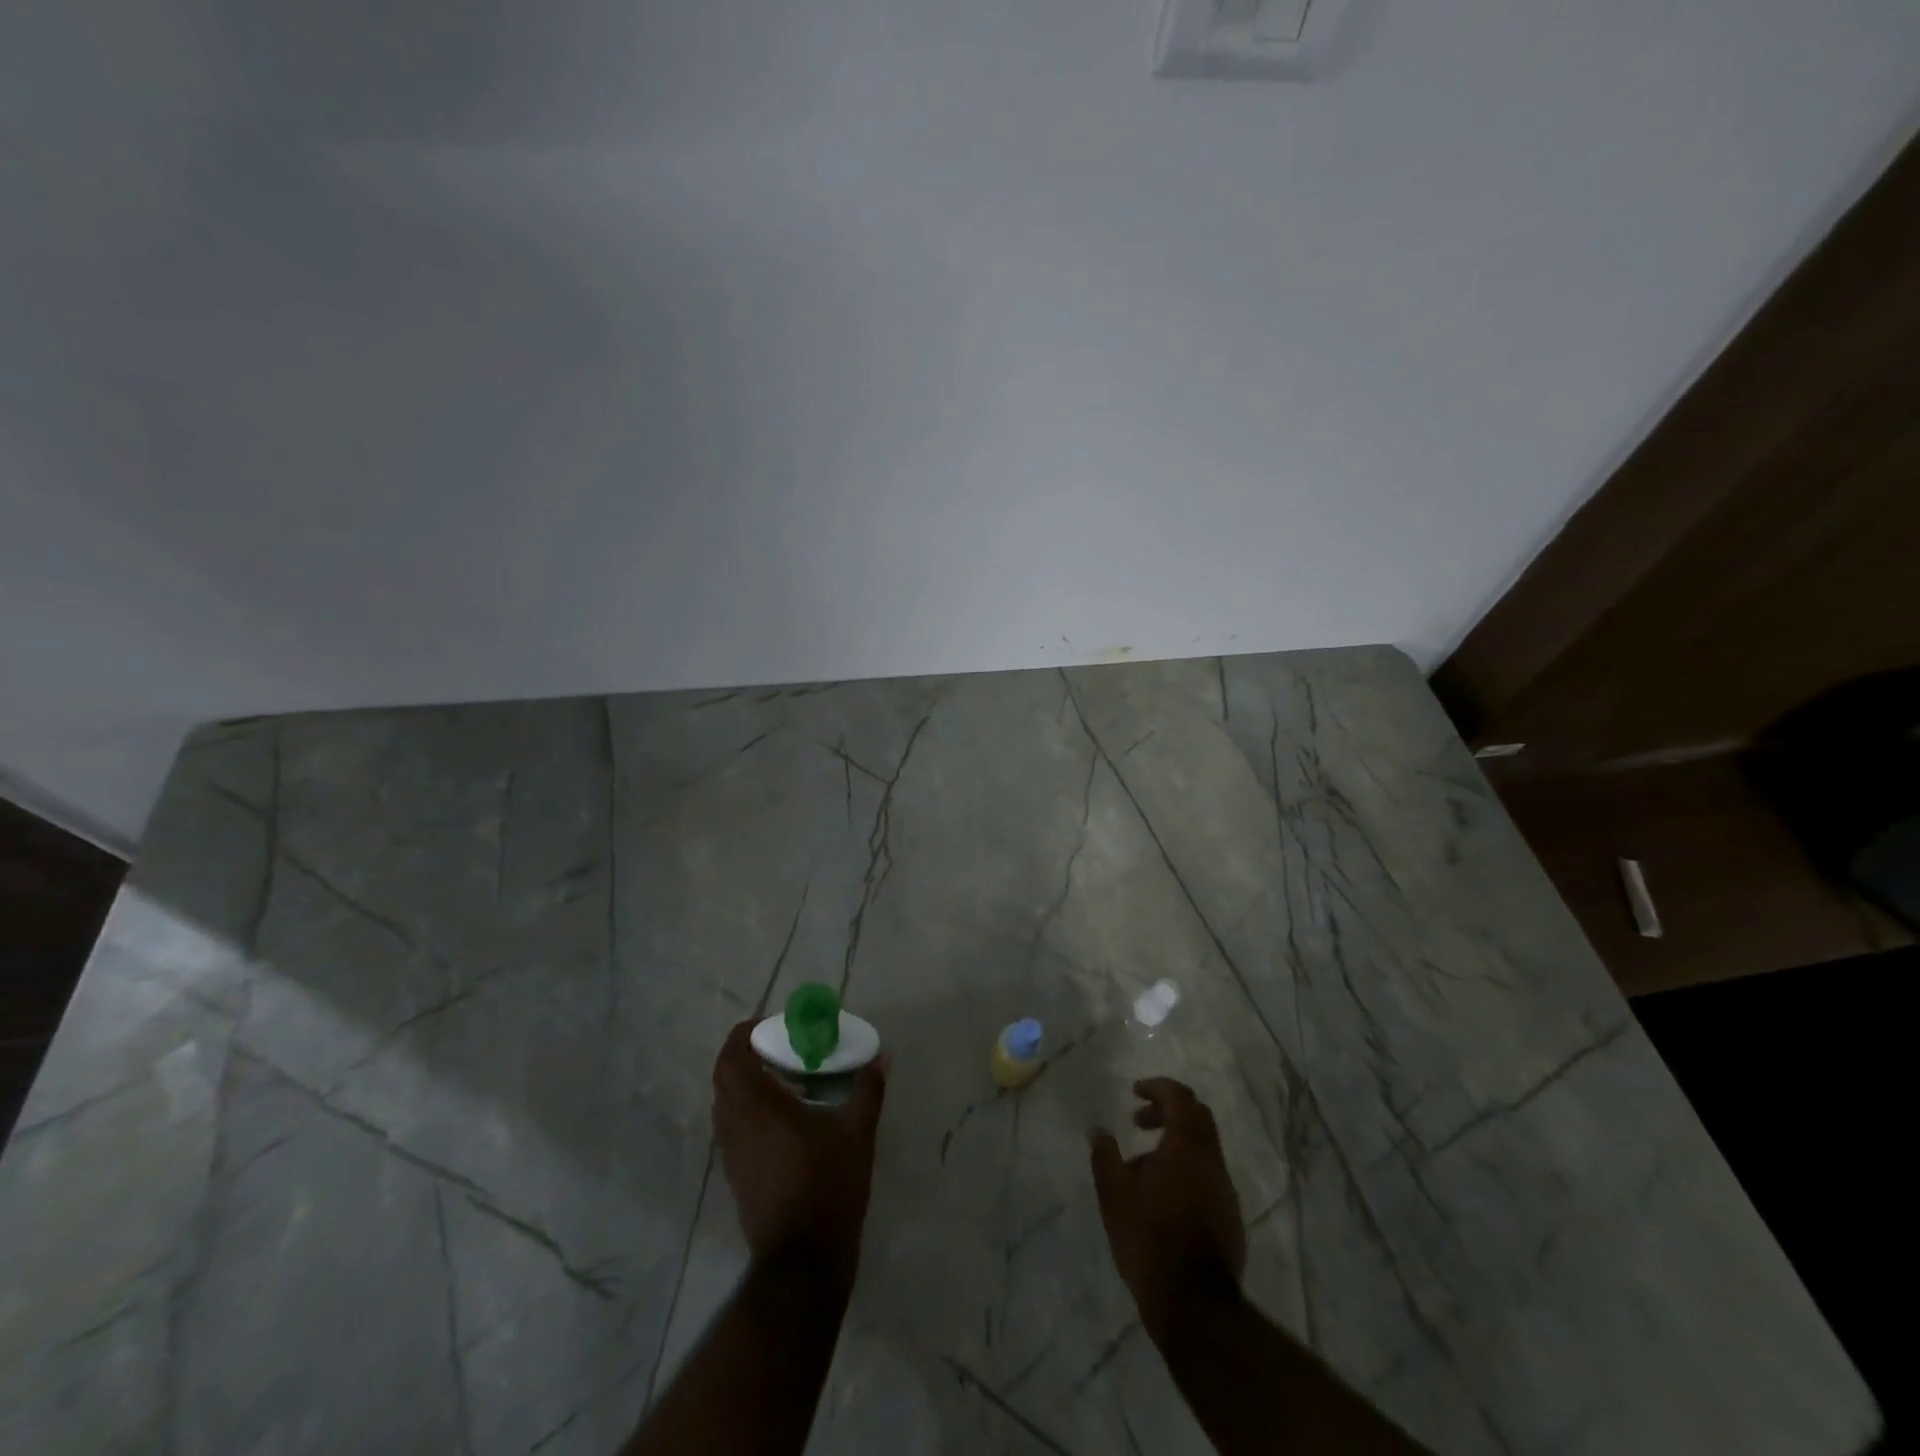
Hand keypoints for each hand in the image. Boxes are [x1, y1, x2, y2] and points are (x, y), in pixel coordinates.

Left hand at [712, 1020, 888, 1275]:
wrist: (803, 1260)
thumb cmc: (829, 1186)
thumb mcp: (858, 1133)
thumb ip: (868, 1090)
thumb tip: (882, 1056)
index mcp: (761, 1107)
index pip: (732, 1058)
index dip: (743, 1035)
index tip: (768, 1027)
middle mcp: (738, 1125)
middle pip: (722, 1078)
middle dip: (741, 1056)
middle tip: (774, 1049)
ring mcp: (732, 1154)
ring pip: (722, 1104)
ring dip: (741, 1084)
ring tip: (777, 1080)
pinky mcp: (735, 1176)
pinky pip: (729, 1128)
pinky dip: (744, 1111)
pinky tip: (777, 1119)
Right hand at [1090, 1078, 1245, 1335]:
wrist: (1195, 1307)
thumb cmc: (1149, 1240)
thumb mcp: (1114, 1196)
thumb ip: (1105, 1157)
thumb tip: (1097, 1130)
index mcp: (1187, 1146)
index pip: (1180, 1097)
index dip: (1157, 1087)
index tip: (1135, 1092)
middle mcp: (1212, 1161)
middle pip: (1197, 1117)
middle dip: (1167, 1111)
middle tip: (1138, 1121)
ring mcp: (1225, 1190)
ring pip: (1202, 1148)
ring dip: (1173, 1143)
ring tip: (1140, 1168)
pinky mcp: (1229, 1217)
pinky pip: (1206, 1175)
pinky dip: (1184, 1169)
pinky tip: (1160, 1197)